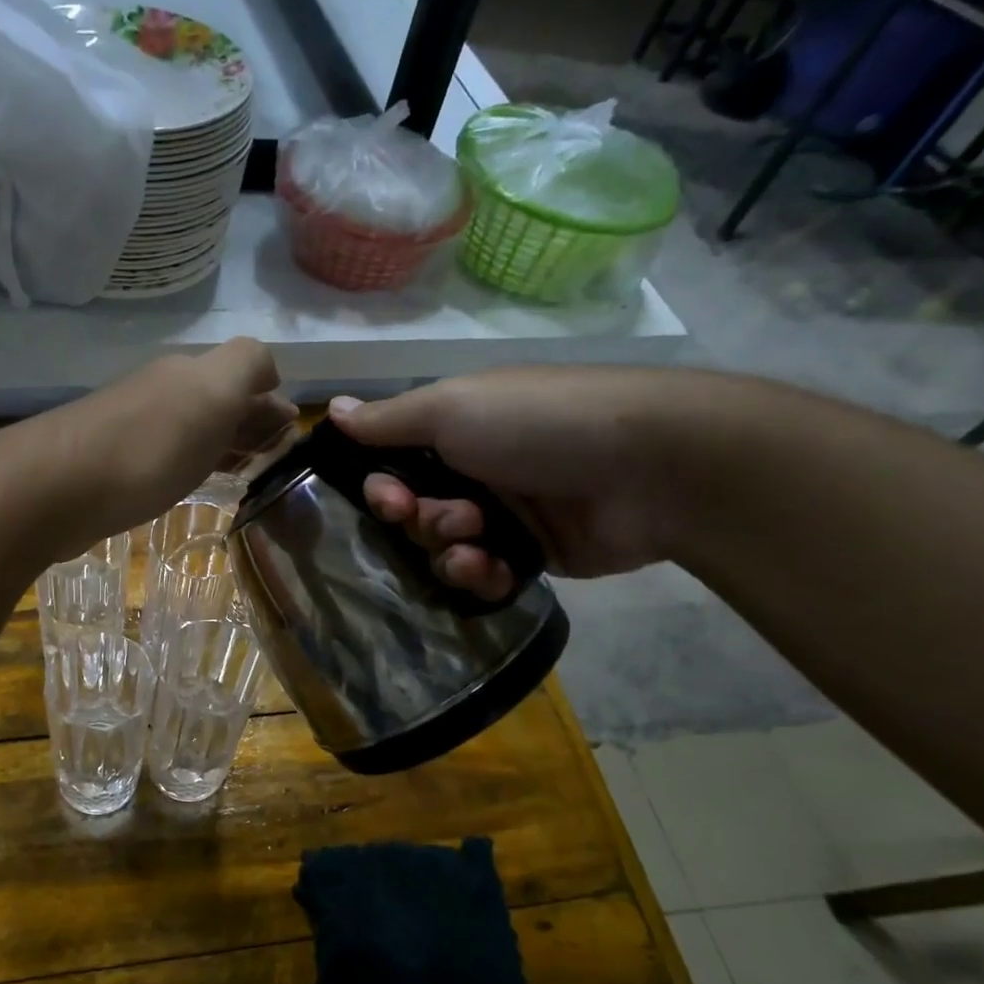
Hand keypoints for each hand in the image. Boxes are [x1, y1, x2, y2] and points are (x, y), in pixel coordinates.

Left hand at [30, 337, 294, 558]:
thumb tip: (270, 376)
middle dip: (249, 422)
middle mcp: (162, 393)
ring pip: (193, 429)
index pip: (244, 374)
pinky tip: (197, 483)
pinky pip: (167, 458)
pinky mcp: (114, 468)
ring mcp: (134, 429)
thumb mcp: (212, 393)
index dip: (270, 400)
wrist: (57, 488)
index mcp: (190, 374)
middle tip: (276, 458)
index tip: (290, 437)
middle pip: (217, 401)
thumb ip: (247, 367)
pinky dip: (192, 465)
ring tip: (248, 472)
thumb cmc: (147, 446)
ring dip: (222, 444)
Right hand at [329, 367, 691, 601]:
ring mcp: (507, 515)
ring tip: (476, 545)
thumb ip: (388, 420)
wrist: (651, 466)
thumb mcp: (452, 407)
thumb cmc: (538, 424)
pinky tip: (492, 569)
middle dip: (420, 521)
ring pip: (445, 549)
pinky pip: (483, 575)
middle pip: (416, 513)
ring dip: (449, 551)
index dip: (382, 488)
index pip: (395, 467)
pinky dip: (480, 575)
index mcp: (457, 431)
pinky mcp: (533, 555)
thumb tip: (331, 411)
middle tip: (446, 519)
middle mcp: (476, 471)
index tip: (386, 499)